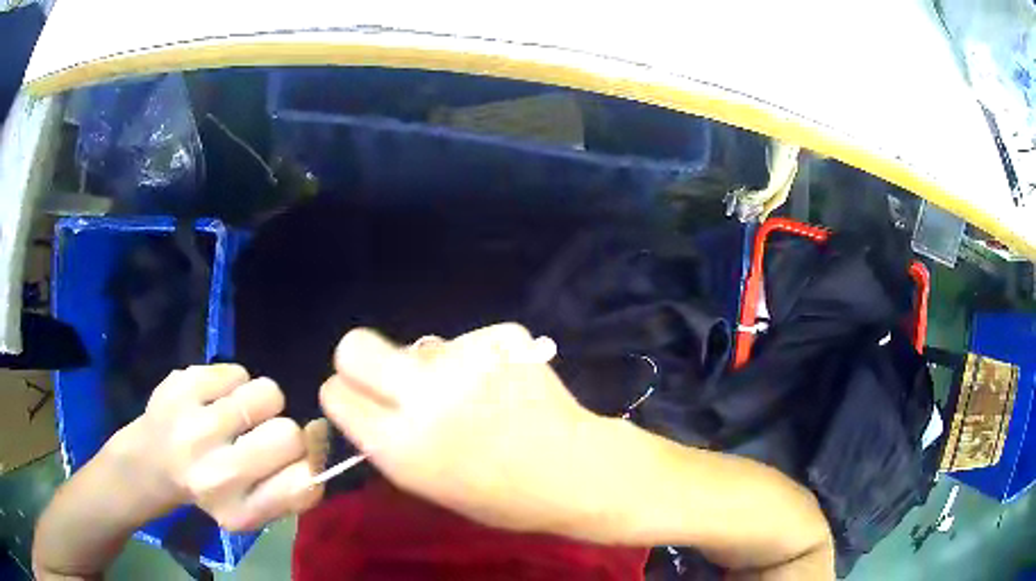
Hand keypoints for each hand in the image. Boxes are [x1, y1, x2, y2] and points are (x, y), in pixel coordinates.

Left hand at [103, 364, 325, 530]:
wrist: (149, 462)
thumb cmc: (208, 489)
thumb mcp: (252, 510)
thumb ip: (291, 489)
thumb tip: (320, 441)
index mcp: (240, 512)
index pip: (305, 484)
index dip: (311, 462)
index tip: (296, 457)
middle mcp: (216, 475)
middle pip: (290, 435)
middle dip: (285, 430)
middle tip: (259, 435)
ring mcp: (194, 426)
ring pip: (268, 393)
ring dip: (261, 402)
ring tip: (237, 414)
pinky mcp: (181, 385)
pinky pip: (238, 371)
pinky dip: (234, 383)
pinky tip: (214, 399)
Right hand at [319, 324, 607, 535]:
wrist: (576, 471)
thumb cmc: (502, 497)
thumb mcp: (427, 484)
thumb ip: (389, 441)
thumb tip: (370, 402)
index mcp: (398, 445)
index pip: (334, 393)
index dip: (343, 395)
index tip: (358, 399)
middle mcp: (423, 396)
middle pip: (354, 346)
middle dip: (359, 359)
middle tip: (390, 379)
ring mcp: (465, 360)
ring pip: (418, 346)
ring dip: (431, 366)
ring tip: (471, 393)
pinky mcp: (500, 337)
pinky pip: (466, 342)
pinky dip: (476, 360)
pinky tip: (503, 383)